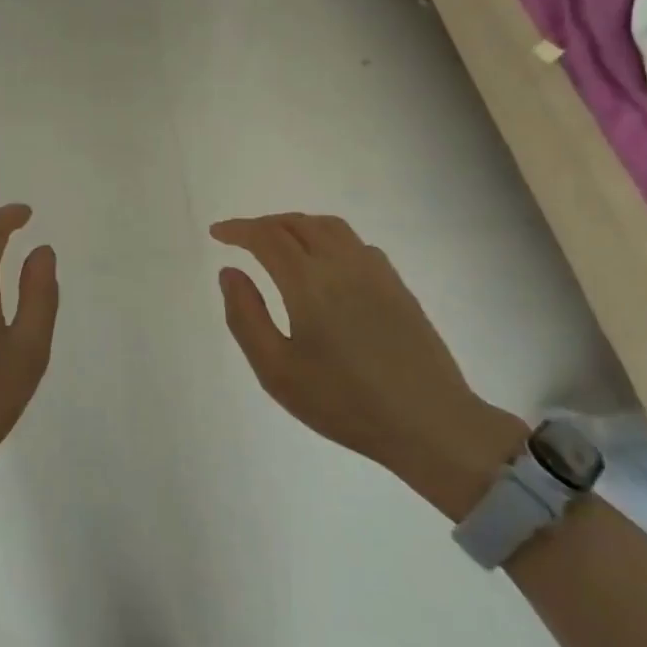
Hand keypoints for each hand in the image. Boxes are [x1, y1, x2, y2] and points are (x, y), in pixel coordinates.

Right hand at [211, 214, 524, 518]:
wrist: (429, 422)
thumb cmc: (343, 402)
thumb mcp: (276, 370)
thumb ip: (245, 316)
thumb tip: (230, 272)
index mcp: (308, 282)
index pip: (266, 236)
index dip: (238, 229)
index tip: (217, 233)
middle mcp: (342, 264)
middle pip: (297, 223)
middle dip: (264, 225)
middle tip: (241, 239)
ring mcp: (375, 271)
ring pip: (329, 226)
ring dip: (297, 225)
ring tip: (279, 242)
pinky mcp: (397, 285)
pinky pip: (355, 242)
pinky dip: (327, 237)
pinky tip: (324, 262)